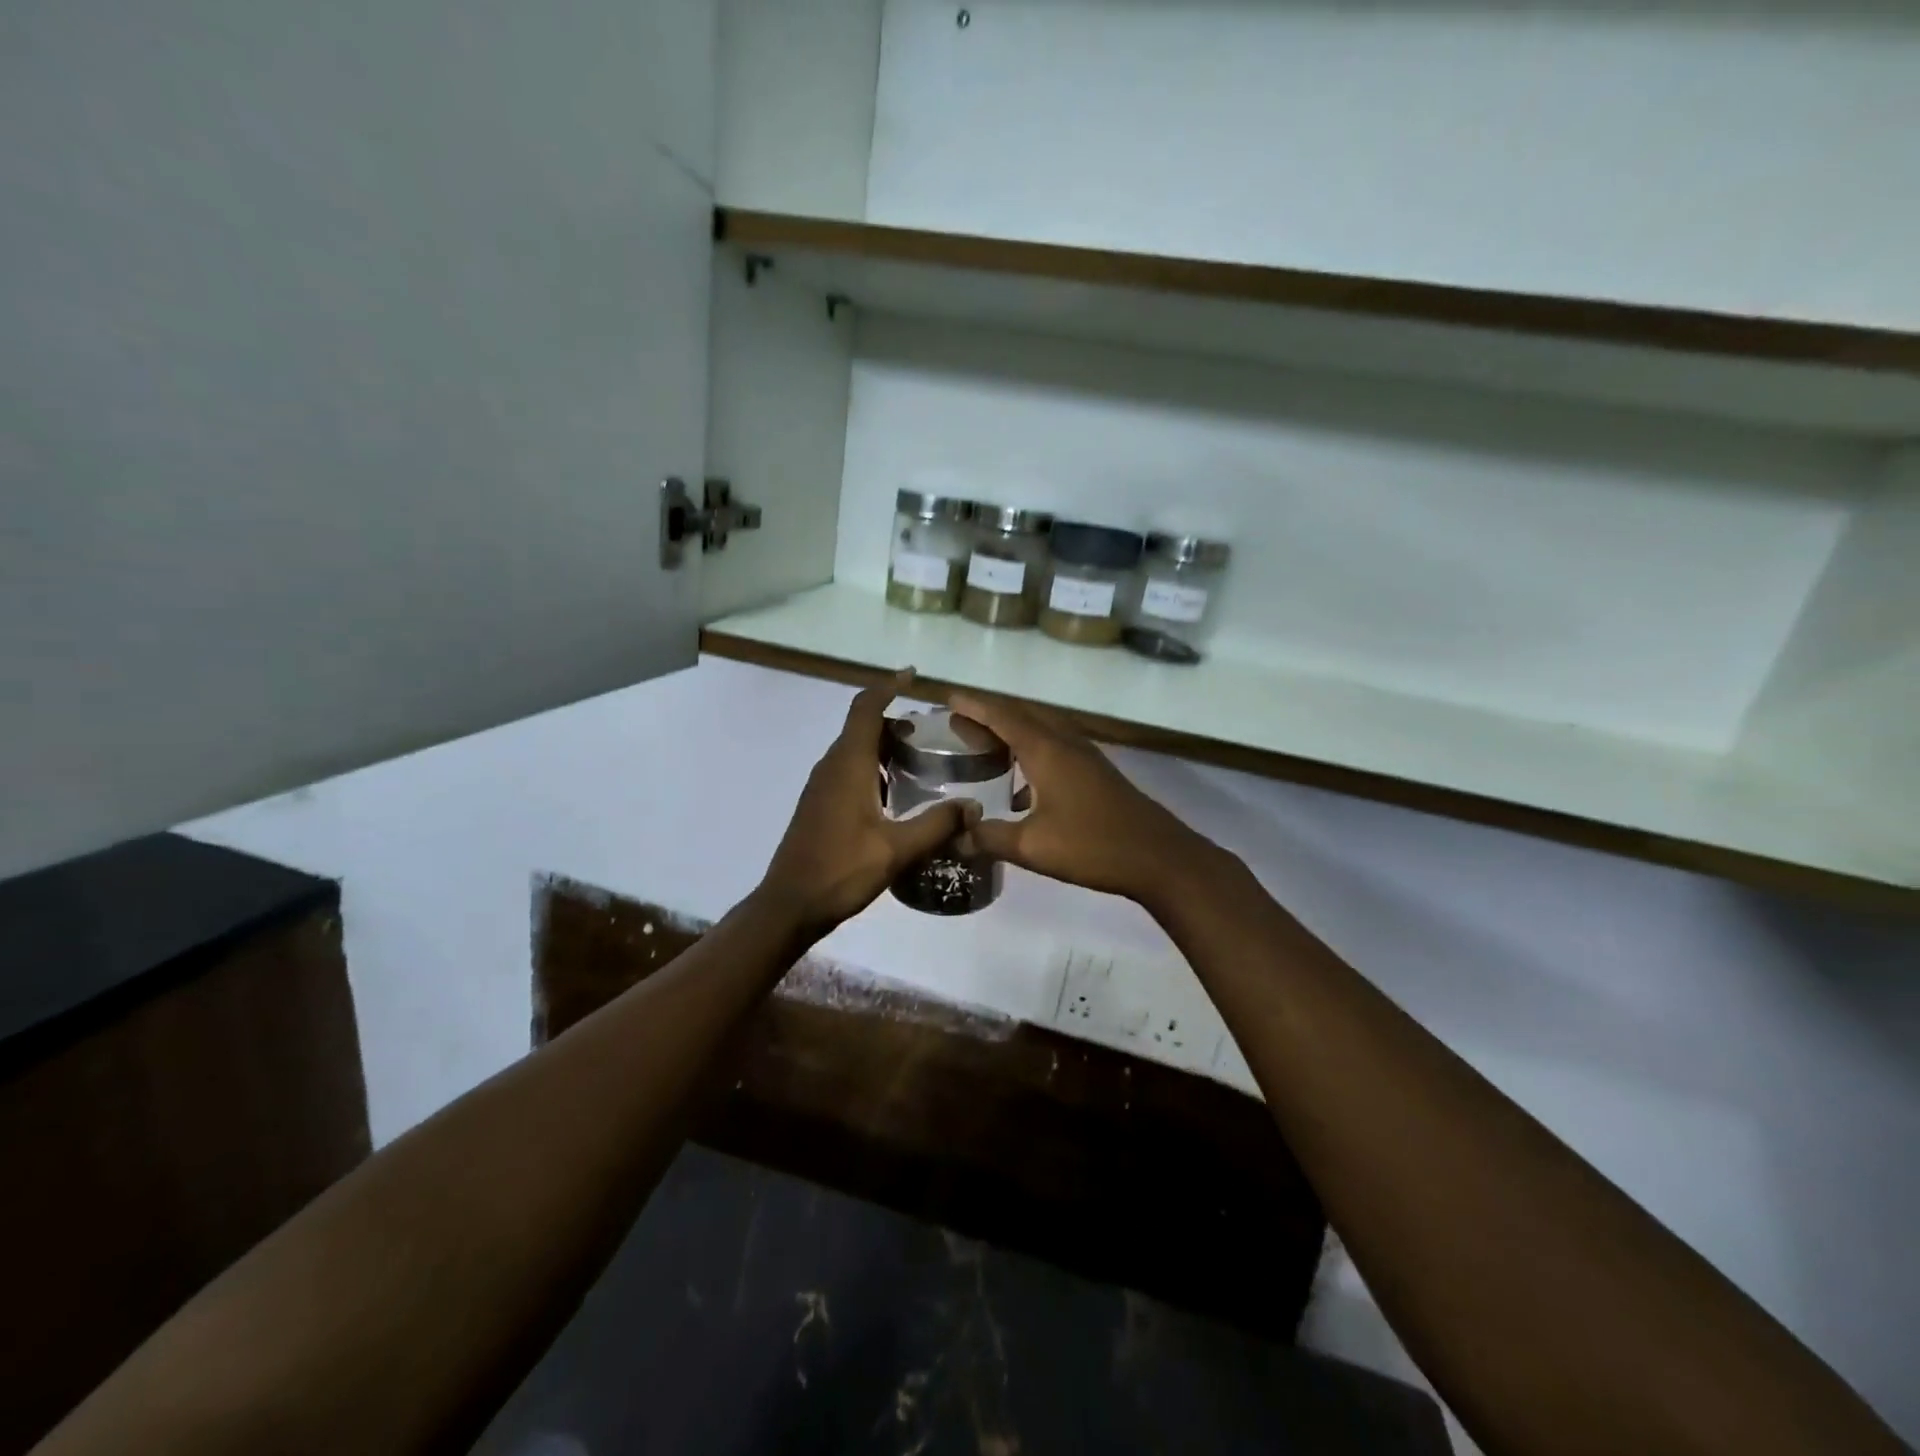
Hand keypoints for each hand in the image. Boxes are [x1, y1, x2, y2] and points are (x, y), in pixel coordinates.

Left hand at [758, 671, 975, 936]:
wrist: (790, 904)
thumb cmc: (841, 870)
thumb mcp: (896, 849)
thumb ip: (937, 825)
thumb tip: (973, 806)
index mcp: (848, 765)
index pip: (866, 708)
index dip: (888, 686)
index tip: (912, 674)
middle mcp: (831, 766)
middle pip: (862, 727)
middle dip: (894, 721)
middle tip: (929, 733)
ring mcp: (820, 786)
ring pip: (854, 750)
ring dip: (883, 746)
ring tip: (918, 760)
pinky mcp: (818, 804)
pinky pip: (847, 770)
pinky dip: (871, 766)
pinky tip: (893, 794)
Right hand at [948, 691, 1223, 903]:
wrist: (1159, 857)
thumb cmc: (1093, 846)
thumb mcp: (1032, 846)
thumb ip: (989, 838)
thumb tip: (955, 837)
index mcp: (1047, 750)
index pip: (1003, 716)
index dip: (974, 706)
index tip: (948, 697)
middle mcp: (1065, 743)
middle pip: (1023, 715)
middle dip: (990, 713)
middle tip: (959, 721)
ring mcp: (1085, 756)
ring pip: (1042, 729)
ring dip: (1012, 730)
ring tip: (985, 744)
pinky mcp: (1096, 773)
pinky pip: (1055, 747)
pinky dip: (1031, 751)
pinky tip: (1021, 785)